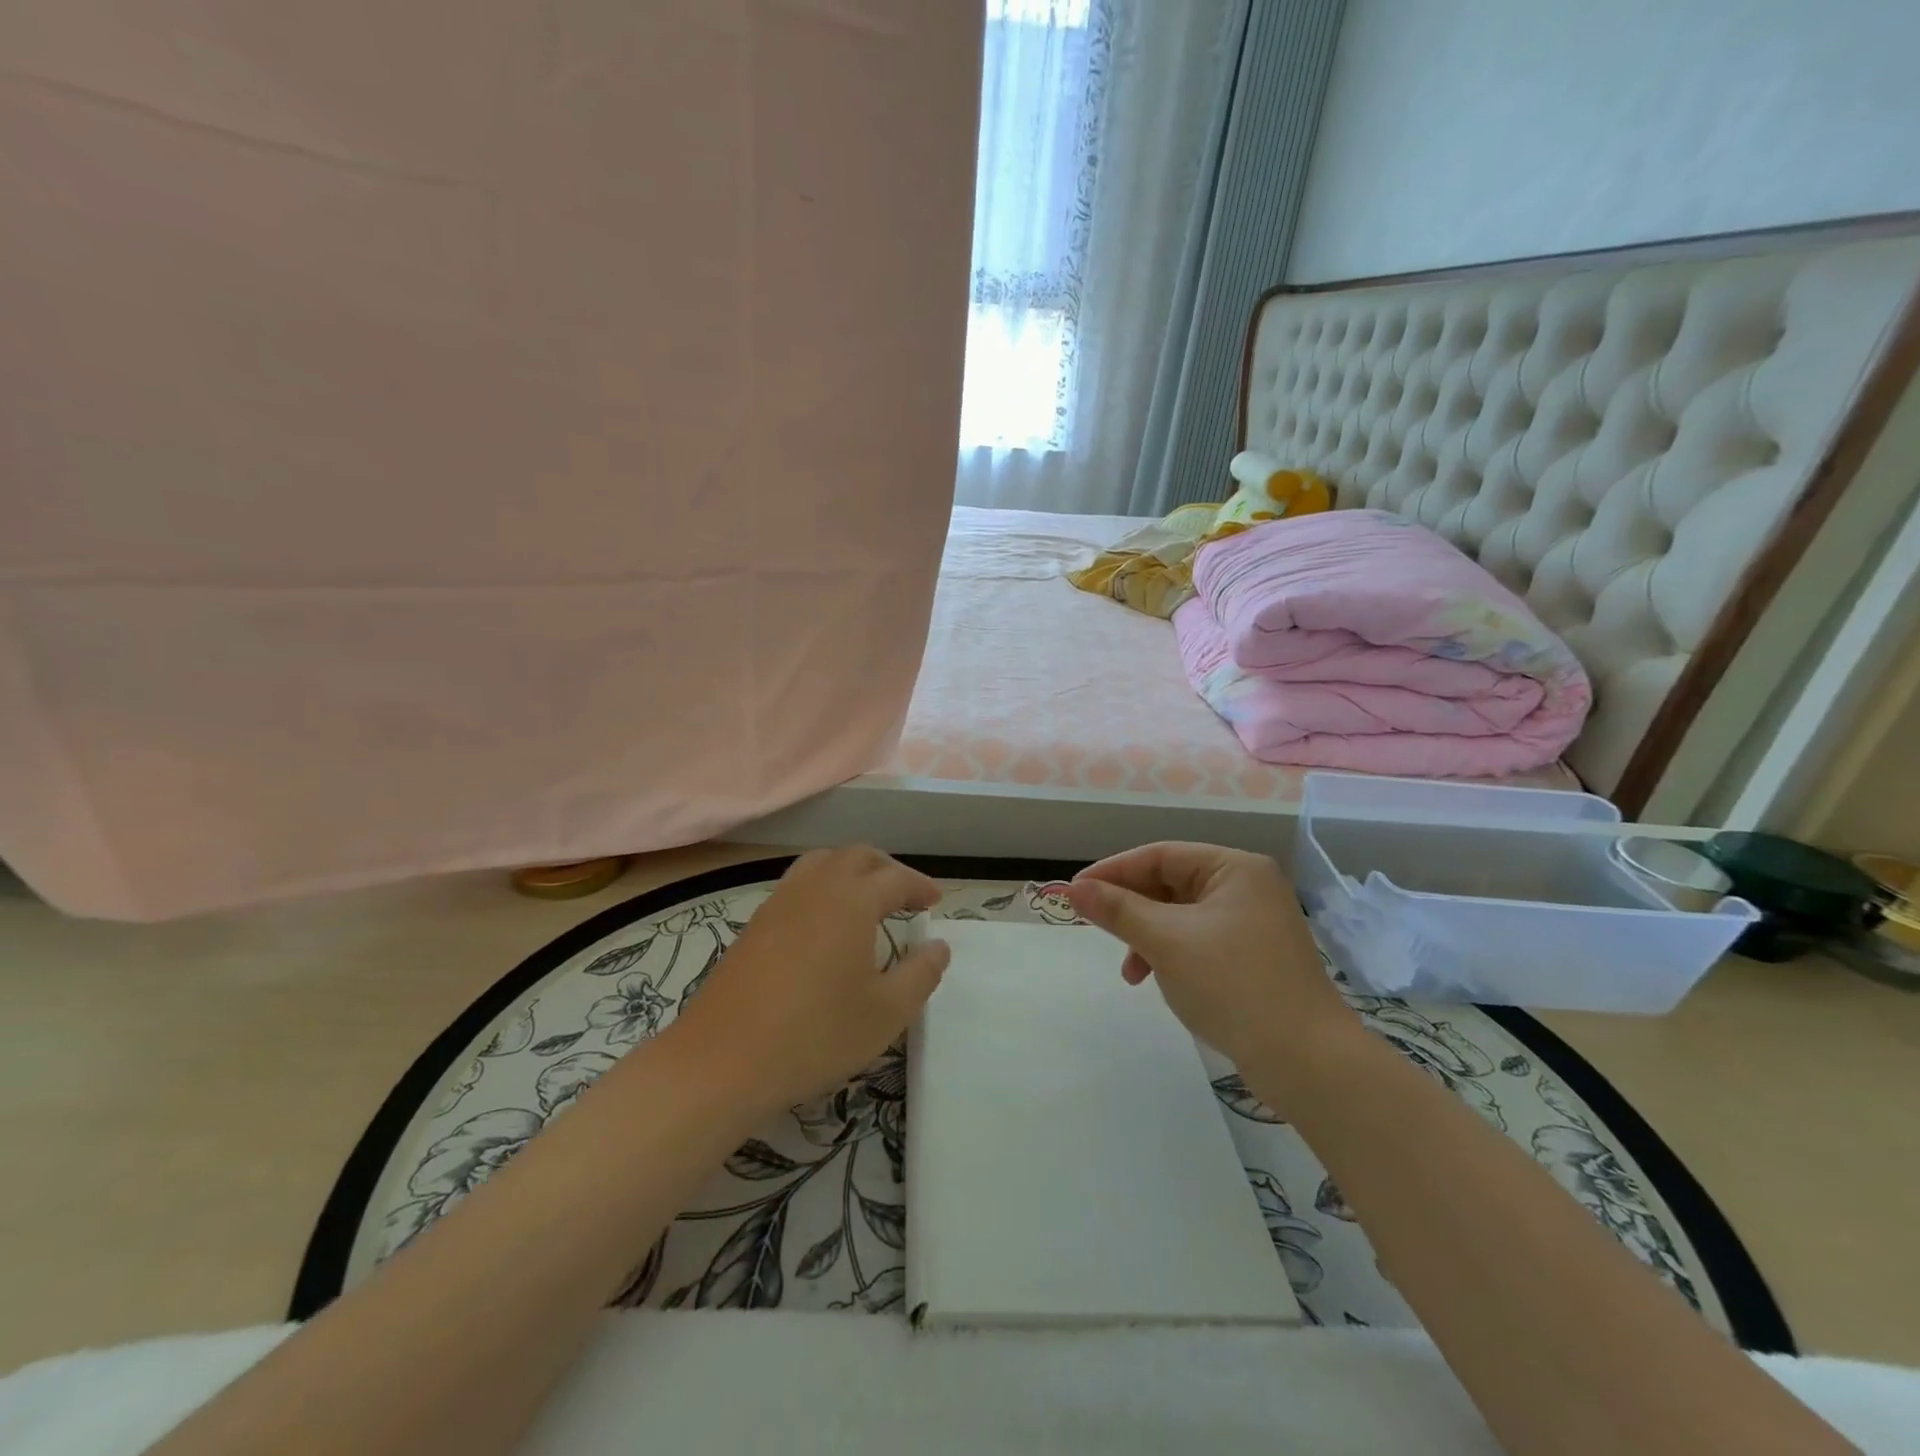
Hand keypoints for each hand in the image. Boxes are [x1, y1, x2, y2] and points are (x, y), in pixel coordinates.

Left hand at [666, 846, 948, 1111]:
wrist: (722, 1061)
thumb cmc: (815, 1035)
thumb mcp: (886, 1013)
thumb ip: (920, 974)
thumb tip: (938, 946)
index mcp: (852, 901)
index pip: (895, 878)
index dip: (919, 887)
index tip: (935, 903)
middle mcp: (815, 888)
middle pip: (856, 857)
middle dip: (886, 869)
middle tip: (905, 894)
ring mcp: (779, 903)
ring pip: (821, 863)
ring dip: (851, 871)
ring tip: (866, 899)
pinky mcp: (755, 924)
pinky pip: (797, 884)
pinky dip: (822, 887)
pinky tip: (824, 925)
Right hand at [1065, 842, 1355, 1069]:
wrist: (1307, 1061)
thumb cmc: (1233, 985)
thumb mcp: (1166, 941)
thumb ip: (1118, 909)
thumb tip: (1073, 888)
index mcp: (1235, 868)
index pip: (1160, 855)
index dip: (1113, 870)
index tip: (1075, 891)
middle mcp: (1248, 887)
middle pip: (1171, 884)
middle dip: (1131, 908)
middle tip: (1095, 926)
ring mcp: (1254, 924)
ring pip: (1181, 916)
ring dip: (1148, 936)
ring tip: (1130, 971)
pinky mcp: (1254, 958)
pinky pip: (1198, 941)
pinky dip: (1171, 955)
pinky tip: (1157, 980)